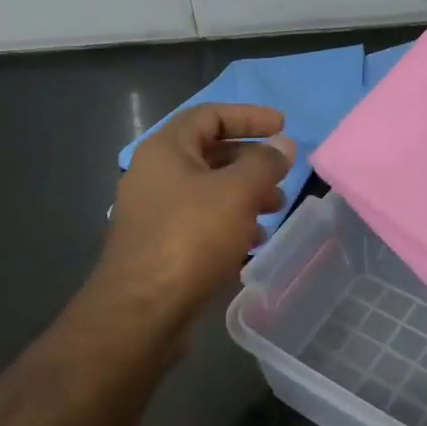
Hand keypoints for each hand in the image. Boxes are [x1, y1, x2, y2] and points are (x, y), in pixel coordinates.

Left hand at [99, 103, 296, 317]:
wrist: (142, 309)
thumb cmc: (191, 237)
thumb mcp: (237, 193)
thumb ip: (265, 163)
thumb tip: (283, 145)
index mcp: (165, 150)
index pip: (210, 116)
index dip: (249, 116)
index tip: (283, 126)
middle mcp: (155, 174)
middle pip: (210, 153)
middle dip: (251, 161)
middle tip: (283, 175)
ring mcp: (155, 212)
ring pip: (208, 191)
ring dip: (245, 194)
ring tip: (276, 209)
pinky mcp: (161, 245)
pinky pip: (201, 221)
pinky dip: (230, 222)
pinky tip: (254, 241)